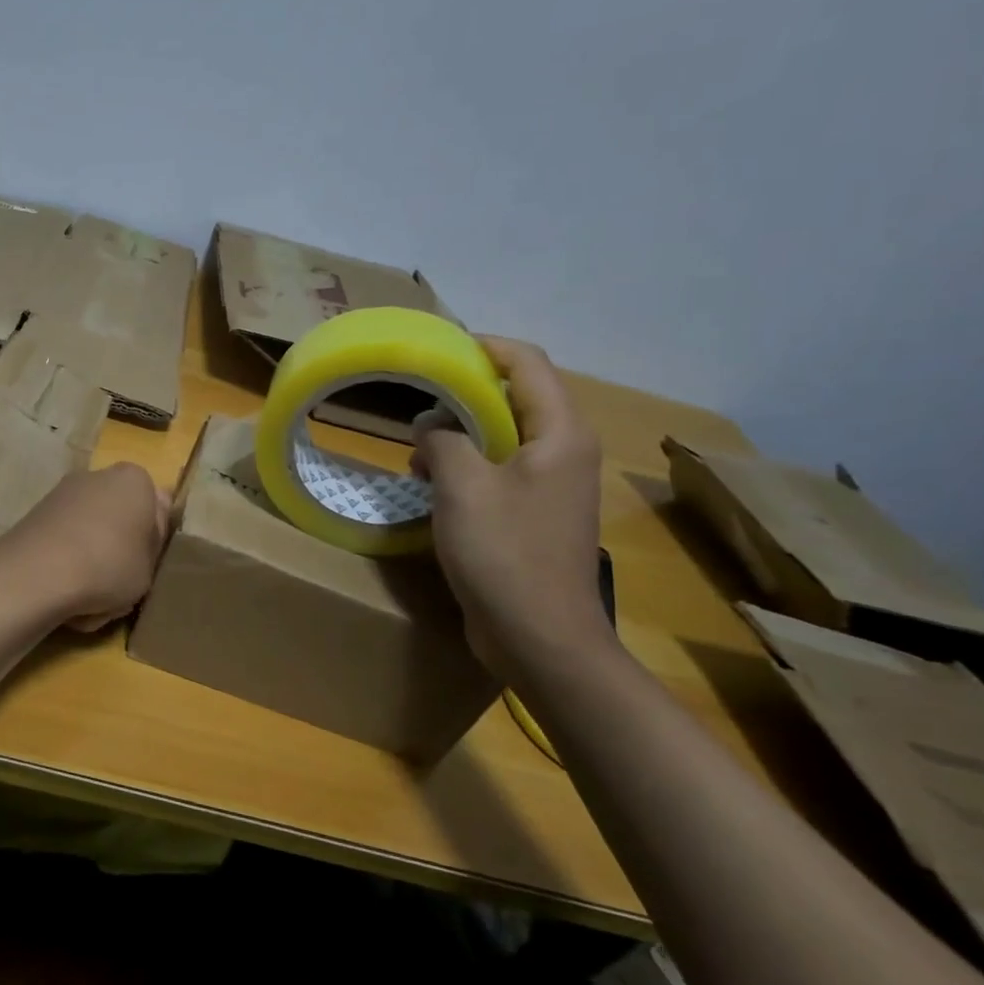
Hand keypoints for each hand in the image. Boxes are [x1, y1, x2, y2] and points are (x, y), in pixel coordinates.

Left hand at [0, 463, 170, 631]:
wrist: (38, 573)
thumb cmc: (109, 566)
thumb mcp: (151, 567)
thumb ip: (153, 544)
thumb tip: (148, 528)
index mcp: (134, 480)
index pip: (155, 507)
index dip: (153, 539)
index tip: (146, 566)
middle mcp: (98, 476)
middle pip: (118, 519)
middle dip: (118, 551)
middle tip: (120, 586)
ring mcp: (63, 493)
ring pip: (90, 537)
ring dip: (91, 566)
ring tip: (89, 602)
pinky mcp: (36, 515)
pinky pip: (64, 545)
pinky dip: (66, 567)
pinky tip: (63, 596)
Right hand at [411, 337, 606, 671]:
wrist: (540, 637)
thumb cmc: (504, 552)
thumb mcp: (461, 486)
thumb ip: (442, 440)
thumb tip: (430, 424)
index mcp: (560, 434)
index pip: (527, 363)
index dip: (484, 347)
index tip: (438, 348)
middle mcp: (565, 452)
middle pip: (517, 397)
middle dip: (464, 394)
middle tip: (418, 399)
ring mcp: (553, 485)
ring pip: (505, 435)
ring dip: (461, 433)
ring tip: (418, 450)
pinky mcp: (536, 514)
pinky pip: (500, 470)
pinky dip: (467, 465)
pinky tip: (432, 483)